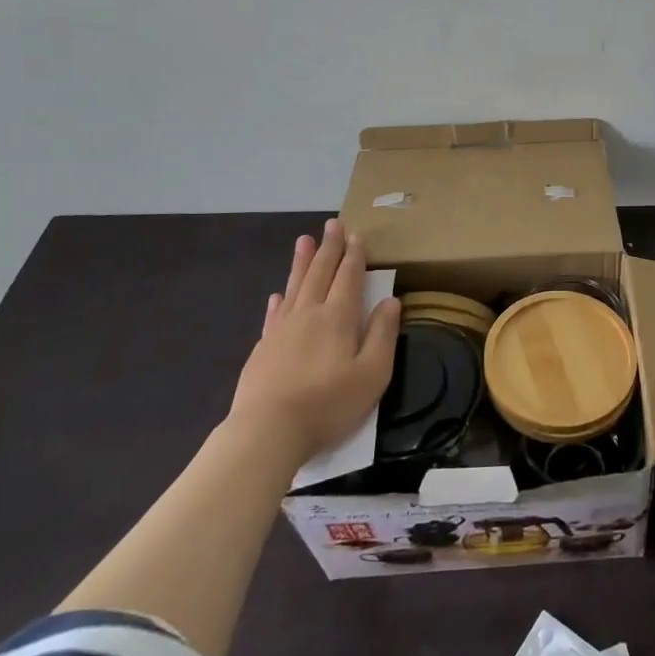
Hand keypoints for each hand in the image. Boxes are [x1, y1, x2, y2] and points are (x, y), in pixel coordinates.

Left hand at [230, 220, 400, 462]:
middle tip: (332, 224)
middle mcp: (308, 314)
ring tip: (304, 240)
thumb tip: (391, 302)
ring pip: (295, 286)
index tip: (356, 234)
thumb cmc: (329, 403)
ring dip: (302, 262)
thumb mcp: (373, 373)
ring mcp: (281, 330)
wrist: (268, 431)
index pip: (349, 277)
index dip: (355, 255)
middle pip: (320, 273)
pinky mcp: (263, 348)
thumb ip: (383, 334)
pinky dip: (279, 299)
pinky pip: (274, 314)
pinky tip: (278, 294)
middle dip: (329, 248)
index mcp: (338, 318)